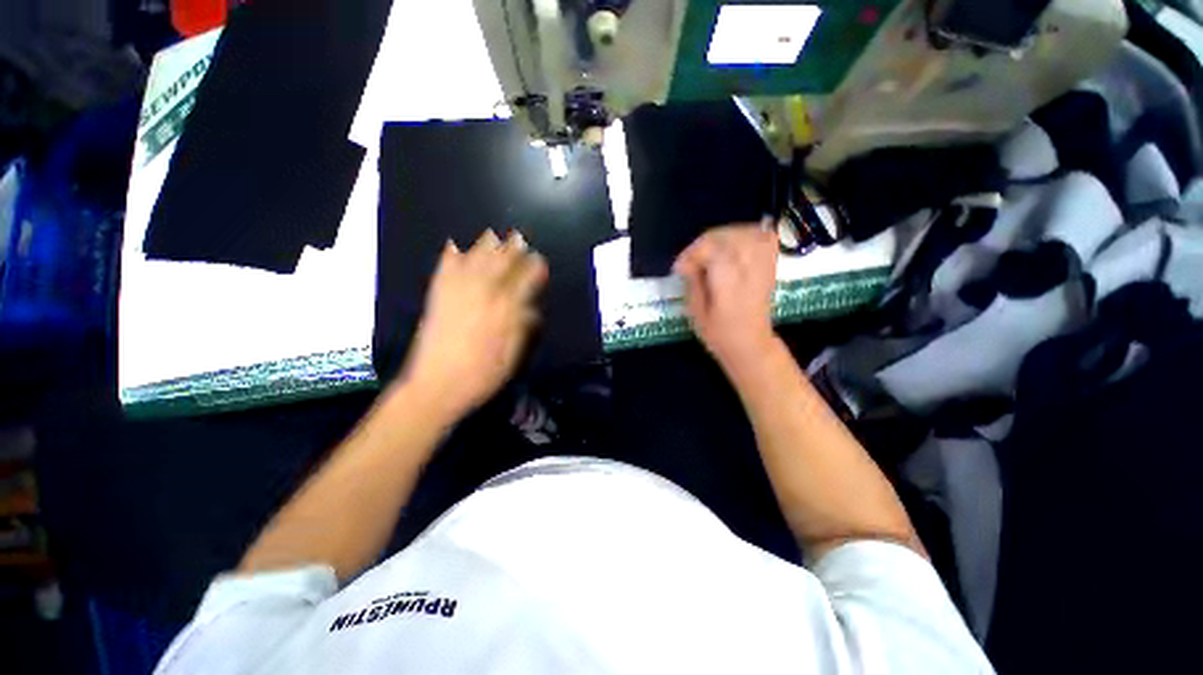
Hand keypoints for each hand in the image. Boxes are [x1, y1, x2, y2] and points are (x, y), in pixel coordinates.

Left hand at [400, 230, 547, 420]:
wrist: (437, 385)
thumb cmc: (483, 375)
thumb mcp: (514, 355)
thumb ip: (523, 327)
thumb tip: (532, 308)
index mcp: (505, 309)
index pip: (524, 280)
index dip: (534, 268)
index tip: (540, 260)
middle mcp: (483, 294)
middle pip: (501, 263)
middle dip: (512, 249)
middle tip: (520, 237)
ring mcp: (458, 293)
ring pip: (474, 260)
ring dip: (485, 246)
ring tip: (493, 234)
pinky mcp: (438, 297)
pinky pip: (445, 269)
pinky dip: (450, 255)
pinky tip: (454, 245)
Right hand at [674, 221, 779, 369]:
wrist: (750, 345)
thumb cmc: (719, 333)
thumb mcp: (696, 313)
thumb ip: (692, 283)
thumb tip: (686, 264)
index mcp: (729, 284)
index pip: (712, 250)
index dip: (692, 253)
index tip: (678, 268)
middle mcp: (749, 270)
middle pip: (728, 238)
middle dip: (705, 242)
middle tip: (691, 259)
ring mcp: (763, 266)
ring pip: (746, 233)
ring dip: (724, 236)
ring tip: (710, 251)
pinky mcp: (769, 266)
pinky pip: (764, 238)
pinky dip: (749, 235)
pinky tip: (735, 244)